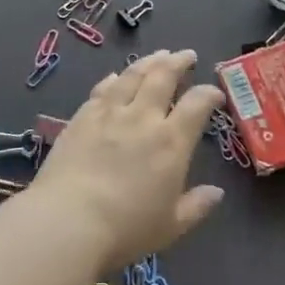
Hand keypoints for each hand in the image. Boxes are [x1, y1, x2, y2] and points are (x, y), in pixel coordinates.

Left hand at [33, 49, 225, 271]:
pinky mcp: (82, 117)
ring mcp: (110, 113)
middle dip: (179, 62)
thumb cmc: (125, 229)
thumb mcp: (171, 226)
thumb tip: (217, 193)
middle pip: (164, 77)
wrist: (67, 221)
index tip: (215, 93)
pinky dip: (114, 79)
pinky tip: (116, 76)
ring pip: (133, 75)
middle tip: (186, 55)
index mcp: (171, 142)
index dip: (209, 94)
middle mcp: (143, 118)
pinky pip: (103, 89)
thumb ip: (196, 206)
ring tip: (158, 55)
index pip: (197, 104)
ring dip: (149, 62)